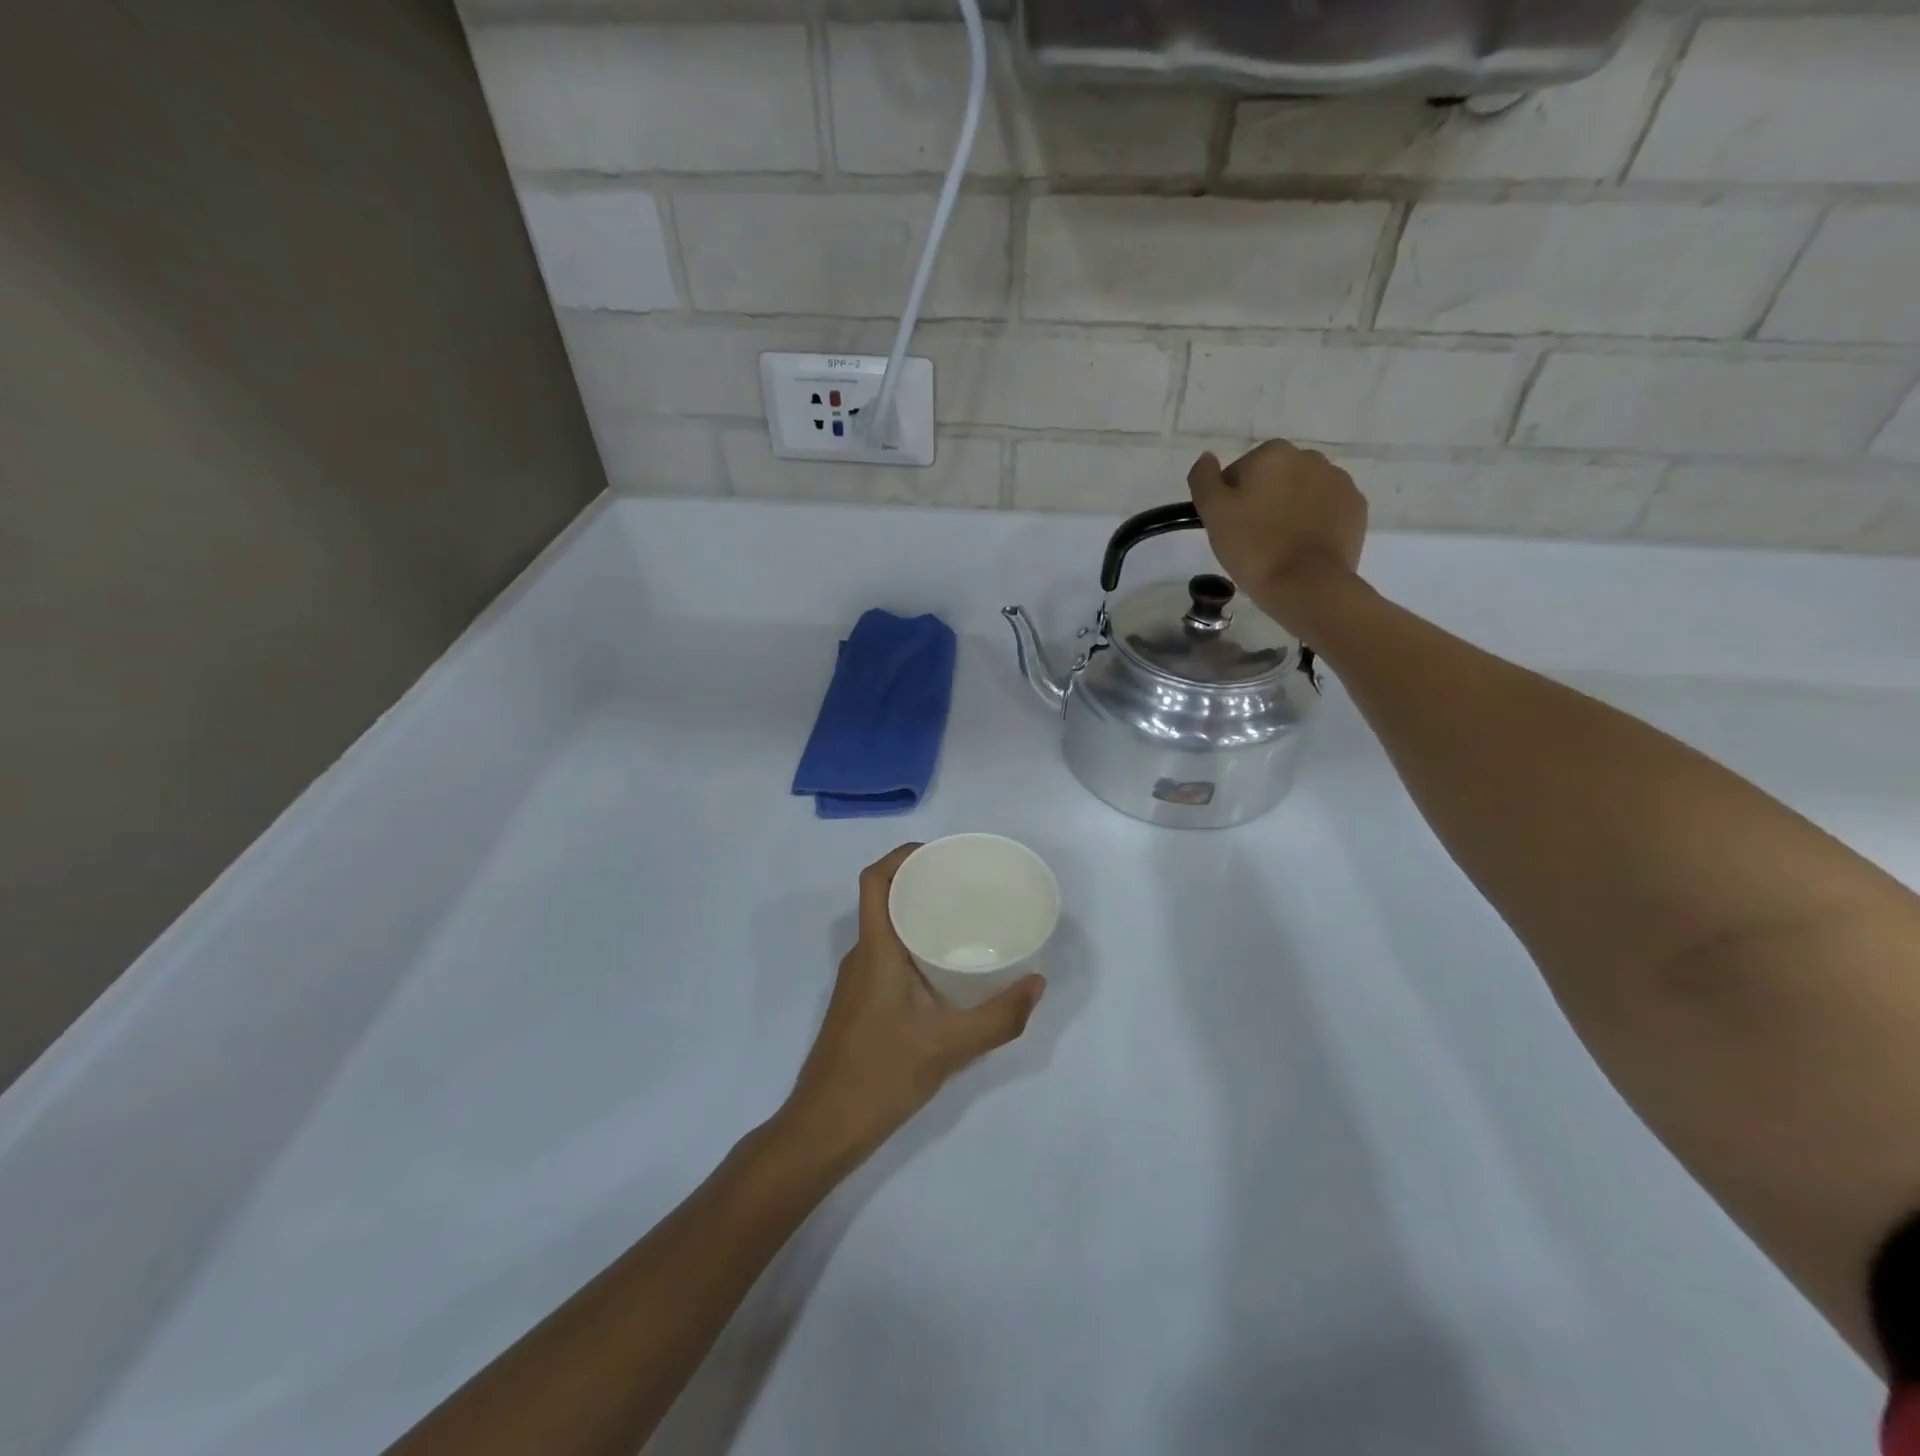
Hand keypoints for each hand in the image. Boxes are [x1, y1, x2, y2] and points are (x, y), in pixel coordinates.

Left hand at [775, 845, 1044, 1171]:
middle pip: (884, 900)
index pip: (875, 881)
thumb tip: (1038, 983)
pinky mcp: (861, 1004)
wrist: (824, 1127)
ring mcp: (858, 981)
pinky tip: (945, 970)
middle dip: (921, 882)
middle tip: (967, 885)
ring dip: (918, 916)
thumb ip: (998, 1017)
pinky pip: (888, 956)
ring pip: (887, 930)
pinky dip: (914, 946)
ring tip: (964, 920)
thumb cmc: (881, 1075)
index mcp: (876, 950)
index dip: (902, 856)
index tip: (941, 854)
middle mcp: (862, 956)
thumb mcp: (949, 1047)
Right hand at [1187, 441, 1367, 631]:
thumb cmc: (1253, 547)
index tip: (1230, 527)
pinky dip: (1314, 522)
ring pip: (1302, 492)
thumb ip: (1204, 478)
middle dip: (1263, 501)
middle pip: (1274, 479)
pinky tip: (1303, 547)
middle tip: (1252, 539)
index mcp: (1272, 454)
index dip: (1230, 501)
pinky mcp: (1356, 508)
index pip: (1239, 473)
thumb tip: (1207, 457)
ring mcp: (1339, 481)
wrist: (1306, 585)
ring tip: (1280, 545)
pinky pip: (1326, 509)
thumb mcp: (1213, 513)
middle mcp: (1310, 457)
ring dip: (1290, 510)